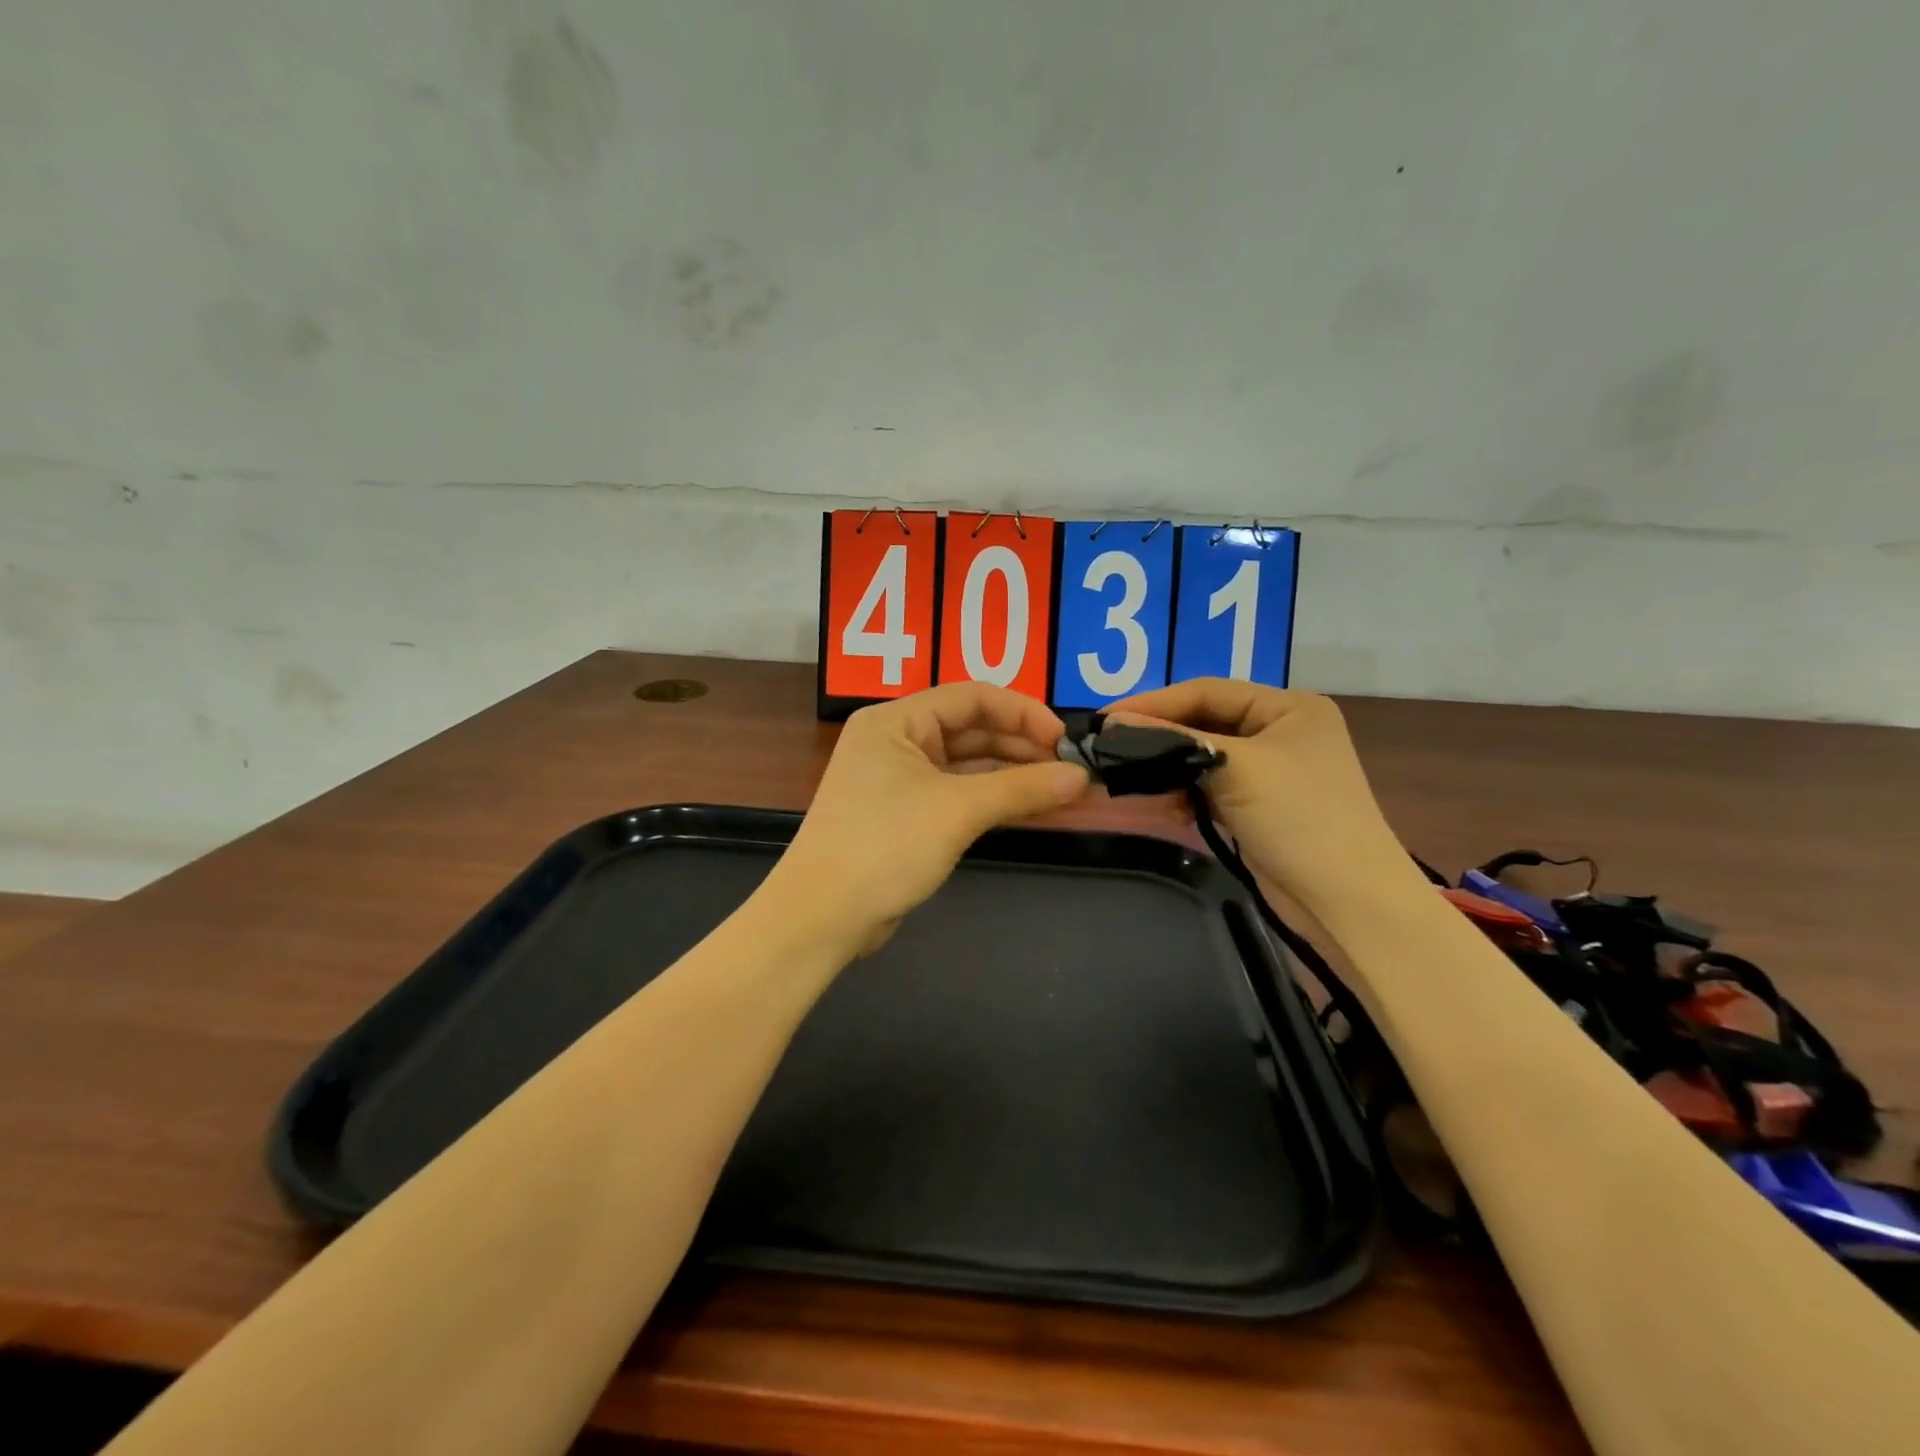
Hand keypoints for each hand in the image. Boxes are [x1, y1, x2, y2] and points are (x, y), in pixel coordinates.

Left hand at [766, 683, 1091, 952]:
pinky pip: (956, 792)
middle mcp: (894, 740)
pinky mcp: (903, 814)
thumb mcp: (958, 811)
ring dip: (1010, 773)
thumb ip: (1022, 789)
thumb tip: (1081, 777)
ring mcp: (897, 778)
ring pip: (965, 763)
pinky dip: (991, 798)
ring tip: (1060, 787)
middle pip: (969, 728)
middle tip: (1068, 767)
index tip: (1063, 739)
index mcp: (895, 720)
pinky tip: (1028, 806)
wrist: (822, 916)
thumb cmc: (885, 846)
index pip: (971, 697)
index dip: (1022, 712)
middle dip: (1020, 744)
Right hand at [1108, 679, 1411, 914]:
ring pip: (1203, 755)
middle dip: (1159, 734)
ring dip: (1168, 765)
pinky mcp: (1257, 805)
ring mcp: (1270, 770)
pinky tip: (1161, 802)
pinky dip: (1184, 791)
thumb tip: (1113, 721)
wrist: (1346, 901)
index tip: (1105, 717)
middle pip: (1204, 721)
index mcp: (1288, 707)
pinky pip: (1209, 785)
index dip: (1154, 702)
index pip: (1207, 691)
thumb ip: (1175, 740)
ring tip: (1128, 775)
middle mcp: (1280, 731)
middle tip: (1108, 745)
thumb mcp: (1237, 768)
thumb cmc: (1299, 818)